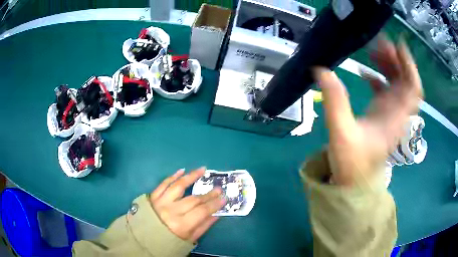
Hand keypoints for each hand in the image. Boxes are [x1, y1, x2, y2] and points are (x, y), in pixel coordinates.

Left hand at [150, 167, 225, 241]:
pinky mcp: (153, 197)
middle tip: (218, 188)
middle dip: (208, 193)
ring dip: (191, 176)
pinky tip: (182, 170)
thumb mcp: (189, 239)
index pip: (202, 211)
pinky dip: (173, 176)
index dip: (214, 204)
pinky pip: (163, 184)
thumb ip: (203, 226)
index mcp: (181, 225)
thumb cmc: (169, 241)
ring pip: (178, 186)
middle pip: (193, 199)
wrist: (144, 239)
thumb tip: (216, 214)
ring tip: (202, 170)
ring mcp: (160, 202)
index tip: (224, 198)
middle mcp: (170, 211)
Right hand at [314, 39, 422, 185]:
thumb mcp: (342, 134)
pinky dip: (379, 77)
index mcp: (396, 118)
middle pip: (406, 80)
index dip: (409, 65)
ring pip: (397, 83)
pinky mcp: (382, 114)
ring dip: (388, 65)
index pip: (413, 88)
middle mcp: (398, 113)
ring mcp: (390, 113)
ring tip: (371, 51)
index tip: (398, 45)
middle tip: (378, 43)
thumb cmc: (352, 164)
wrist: (353, 183)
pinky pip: (387, 90)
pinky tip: (365, 72)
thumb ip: (335, 102)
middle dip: (395, 59)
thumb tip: (321, 70)